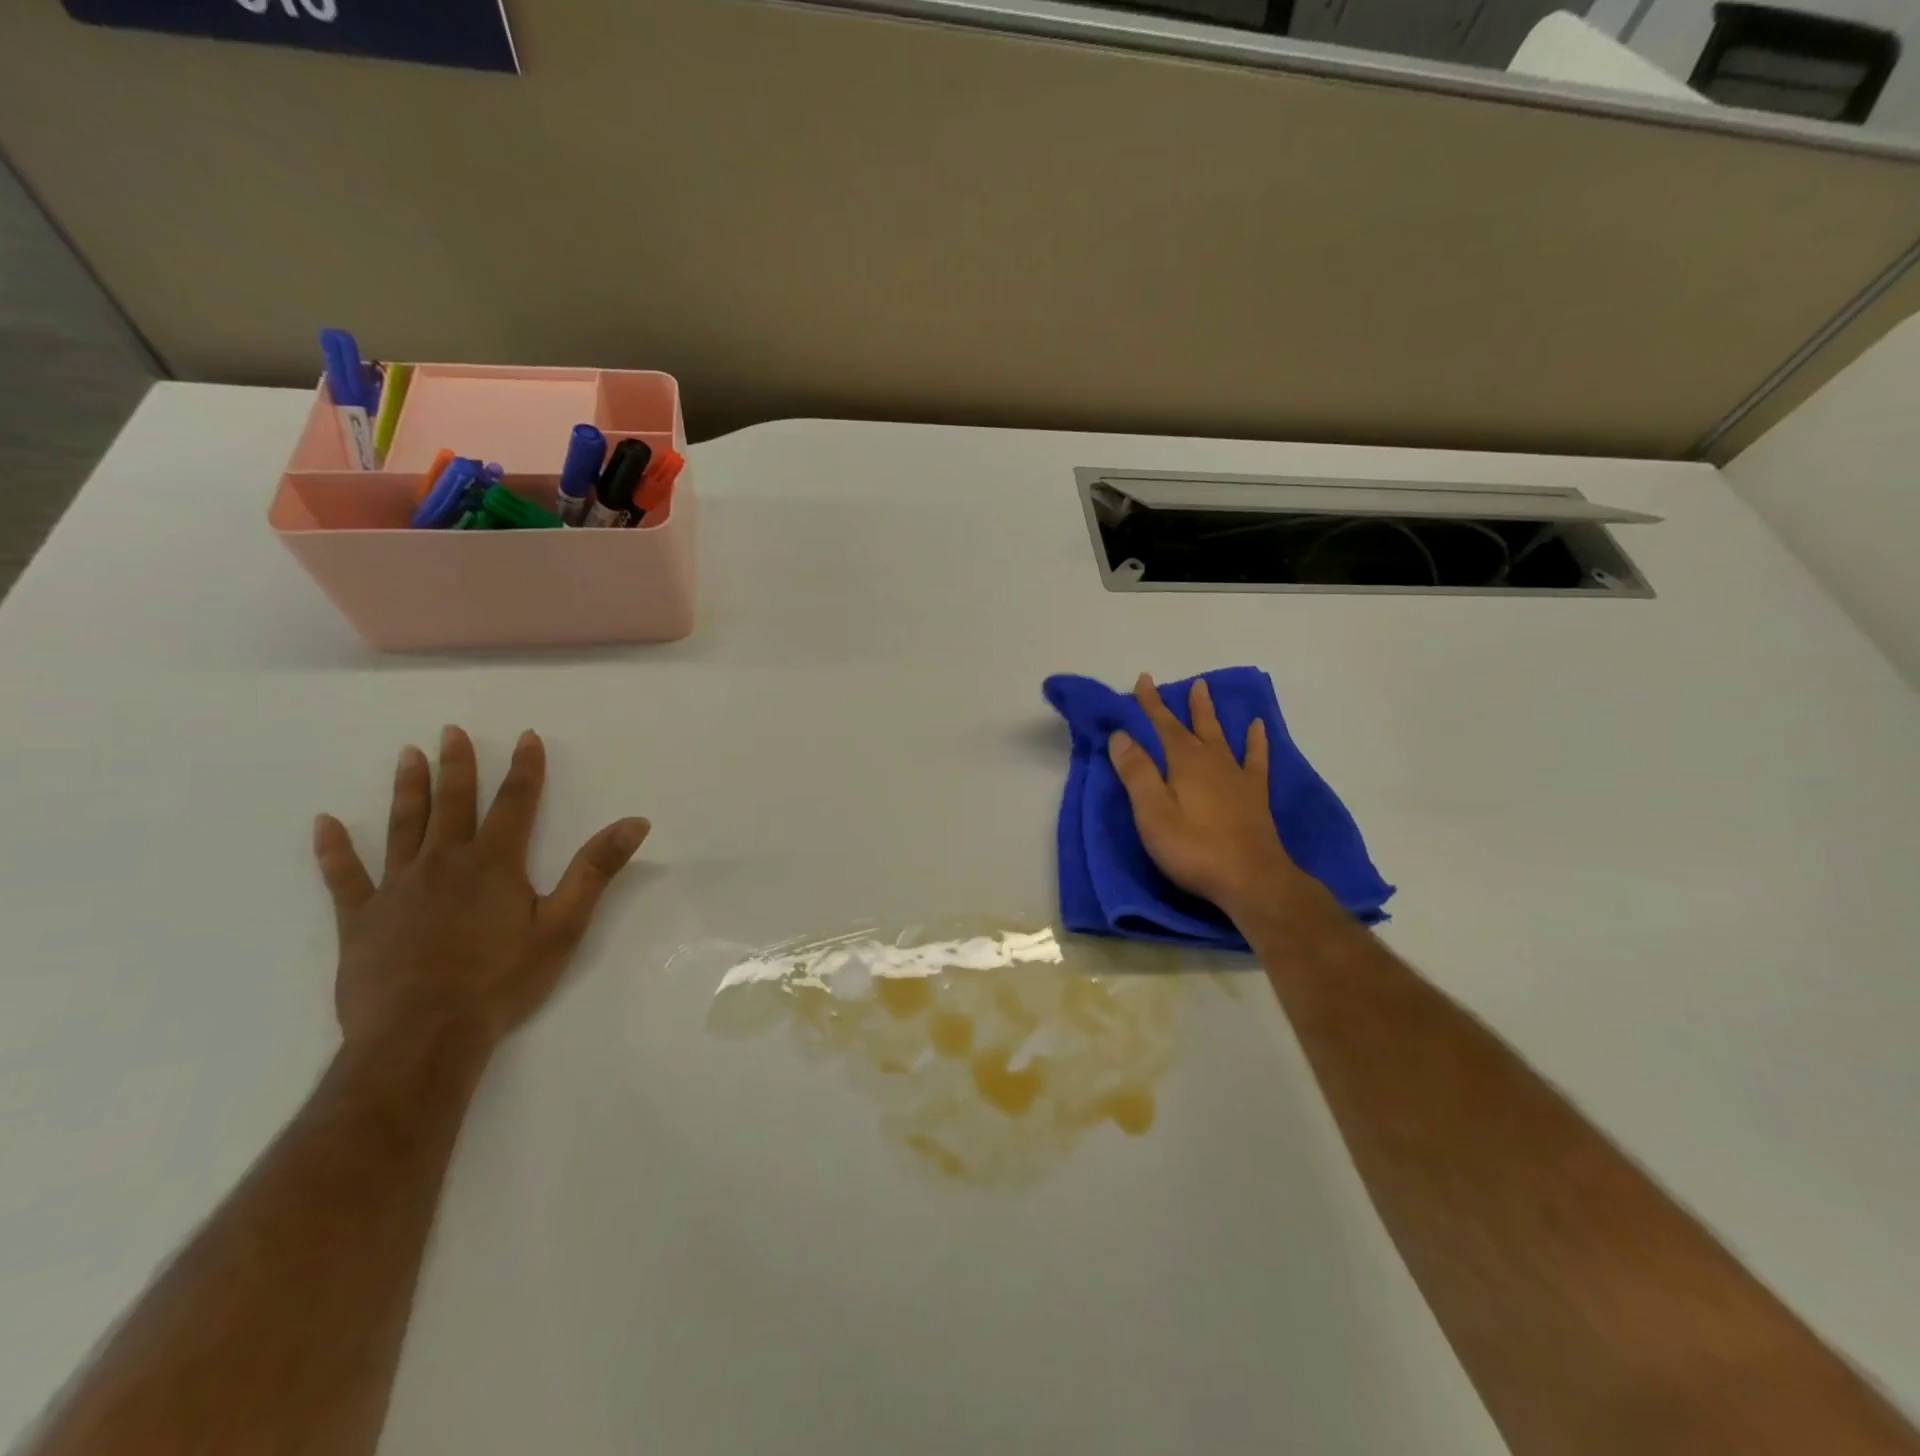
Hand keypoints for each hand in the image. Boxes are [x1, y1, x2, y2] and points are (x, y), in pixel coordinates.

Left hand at [312, 726, 649, 1051]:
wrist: (423, 1035)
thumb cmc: (502, 979)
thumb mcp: (564, 924)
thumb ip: (596, 869)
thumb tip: (635, 822)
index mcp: (494, 863)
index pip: (515, 802)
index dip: (524, 768)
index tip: (526, 737)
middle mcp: (444, 862)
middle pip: (453, 804)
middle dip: (456, 766)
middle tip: (450, 731)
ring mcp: (397, 888)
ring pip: (403, 827)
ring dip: (407, 789)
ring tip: (407, 755)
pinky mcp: (361, 918)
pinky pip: (344, 876)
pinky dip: (334, 849)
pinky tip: (325, 824)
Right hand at [1107, 674, 1316, 922]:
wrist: (1251, 879)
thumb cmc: (1194, 848)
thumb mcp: (1153, 813)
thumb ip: (1137, 772)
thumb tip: (1121, 735)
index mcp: (1184, 763)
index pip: (1163, 725)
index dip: (1151, 703)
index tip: (1143, 679)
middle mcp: (1212, 761)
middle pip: (1194, 726)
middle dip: (1183, 705)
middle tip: (1184, 682)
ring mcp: (1237, 777)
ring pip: (1221, 736)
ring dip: (1211, 714)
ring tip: (1207, 691)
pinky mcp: (1255, 795)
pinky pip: (1256, 759)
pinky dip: (1255, 741)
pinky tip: (1257, 727)